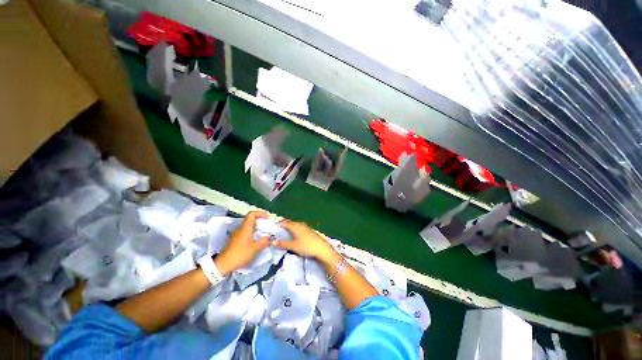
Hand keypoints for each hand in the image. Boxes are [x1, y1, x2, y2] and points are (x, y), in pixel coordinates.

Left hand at [215, 211, 270, 275]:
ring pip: (248, 227)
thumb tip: (269, 237)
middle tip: (267, 226)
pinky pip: (245, 233)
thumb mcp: (254, 249)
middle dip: (260, 221)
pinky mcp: (234, 241)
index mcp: (245, 228)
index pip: (252, 214)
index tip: (267, 217)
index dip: (260, 213)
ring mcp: (236, 235)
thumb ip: (263, 242)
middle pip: (250, 220)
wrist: (222, 265)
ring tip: (263, 234)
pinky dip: (252, 234)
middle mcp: (240, 229)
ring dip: (256, 228)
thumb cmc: (239, 254)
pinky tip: (256, 241)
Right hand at [272, 220, 336, 263]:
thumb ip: (283, 244)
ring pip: (294, 225)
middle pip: (289, 223)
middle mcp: (300, 224)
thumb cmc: (307, 246)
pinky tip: (293, 235)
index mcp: (295, 226)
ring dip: (288, 228)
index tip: (271, 227)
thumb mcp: (293, 246)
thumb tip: (272, 242)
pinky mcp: (309, 231)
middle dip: (283, 225)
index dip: (278, 224)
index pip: (284, 222)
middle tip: (276, 231)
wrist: (322, 248)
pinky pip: (298, 228)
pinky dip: (293, 230)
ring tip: (283, 233)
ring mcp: (305, 227)